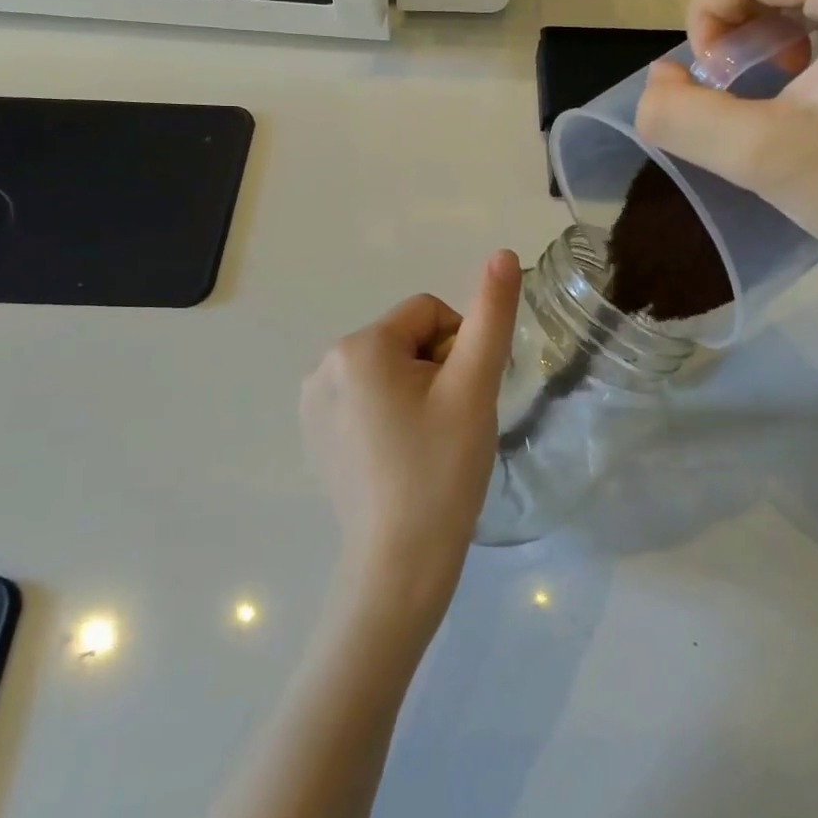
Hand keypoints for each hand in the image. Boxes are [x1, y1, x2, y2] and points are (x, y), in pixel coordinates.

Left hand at [300, 252, 521, 629]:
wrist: (400, 564)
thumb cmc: (442, 470)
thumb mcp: (474, 387)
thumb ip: (491, 316)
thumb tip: (504, 254)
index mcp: (360, 346)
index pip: (430, 313)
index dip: (460, 349)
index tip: (464, 399)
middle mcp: (324, 364)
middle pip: (405, 339)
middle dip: (436, 370)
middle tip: (449, 424)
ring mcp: (313, 401)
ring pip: (387, 368)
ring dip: (415, 391)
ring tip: (426, 442)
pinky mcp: (314, 432)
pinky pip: (365, 397)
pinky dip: (390, 413)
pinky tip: (400, 456)